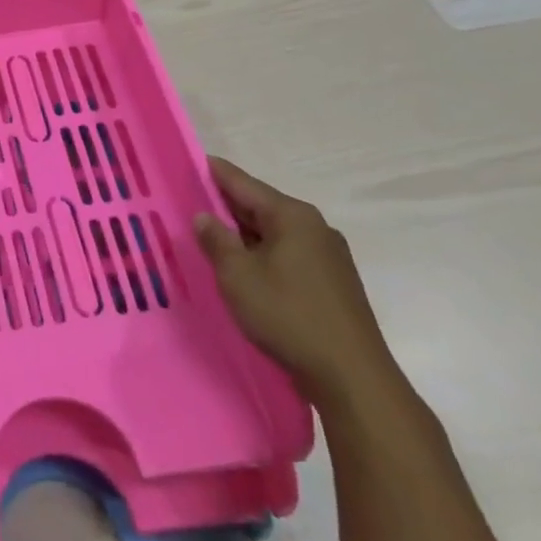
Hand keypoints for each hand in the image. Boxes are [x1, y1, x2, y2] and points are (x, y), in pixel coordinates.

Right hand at [196, 158, 402, 408]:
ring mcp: (328, 256)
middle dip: (225, 206)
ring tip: (210, 238)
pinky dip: (262, 255)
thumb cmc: (288, 316)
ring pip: (274, 233)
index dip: (212, 172)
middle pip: (260, 206)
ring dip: (243, 235)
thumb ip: (216, 240)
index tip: (187, 163)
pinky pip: (288, 255)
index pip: (242, 182)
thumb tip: (204, 216)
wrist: (353, 378)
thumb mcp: (237, 276)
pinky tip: (245, 269)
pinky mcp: (333, 283)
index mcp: (292, 216)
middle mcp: (314, 227)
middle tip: (188, 204)